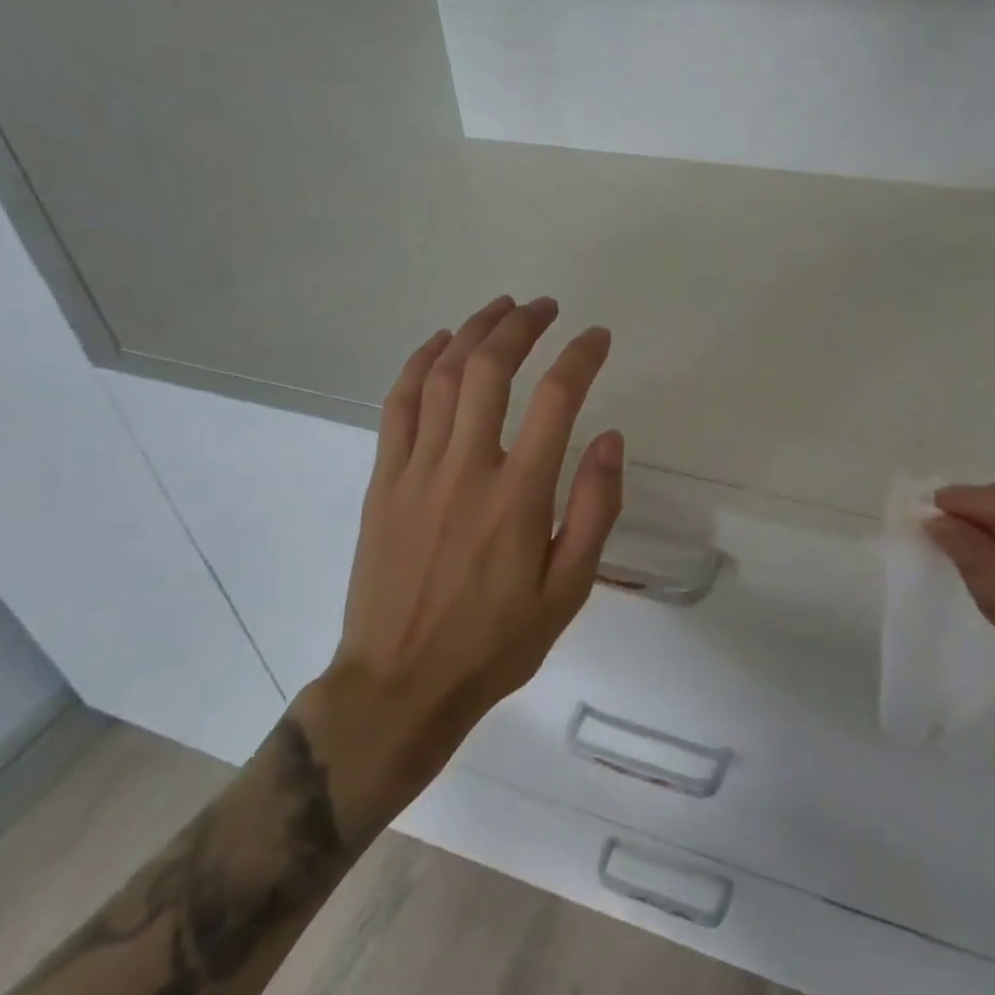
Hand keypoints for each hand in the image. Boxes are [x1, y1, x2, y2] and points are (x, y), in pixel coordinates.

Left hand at [302, 295, 622, 834]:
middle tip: (547, 307)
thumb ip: (593, 510)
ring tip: (502, 309)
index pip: (557, 399)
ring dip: (474, 331)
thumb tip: (610, 439)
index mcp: (518, 496)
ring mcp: (417, 470)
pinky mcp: (384, 480)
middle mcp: (466, 469)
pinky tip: (440, 343)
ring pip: (444, 376)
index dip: (581, 356)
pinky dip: (420, 363)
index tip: (598, 337)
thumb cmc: (494, 642)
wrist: (398, 687)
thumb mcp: (567, 591)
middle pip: (492, 369)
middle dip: (523, 325)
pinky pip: (399, 404)